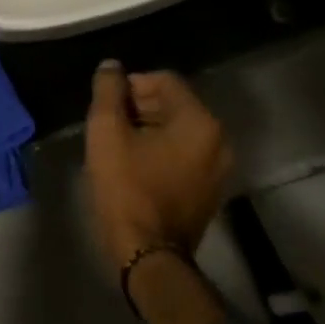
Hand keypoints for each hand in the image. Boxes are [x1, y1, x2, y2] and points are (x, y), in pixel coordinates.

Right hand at [83, 62, 232, 271]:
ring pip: (178, 129)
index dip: (130, 85)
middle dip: (139, 105)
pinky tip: (134, 163)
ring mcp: (218, 168)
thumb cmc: (127, 189)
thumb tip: (111, 67)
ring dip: (148, 127)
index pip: (164, 80)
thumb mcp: (107, 132)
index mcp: (199, 122)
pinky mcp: (209, 189)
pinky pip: (184, 153)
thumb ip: (108, 91)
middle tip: (109, 122)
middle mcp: (218, 140)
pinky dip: (160, 149)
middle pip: (174, 103)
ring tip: (117, 143)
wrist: (148, 256)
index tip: (106, 104)